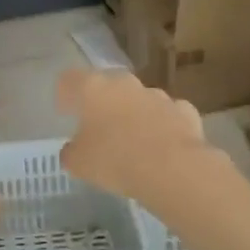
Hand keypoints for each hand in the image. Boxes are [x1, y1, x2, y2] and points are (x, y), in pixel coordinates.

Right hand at [56, 69, 205, 199]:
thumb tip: (72, 150)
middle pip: (107, 86)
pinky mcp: (184, 111)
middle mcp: (124, 84)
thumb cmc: (115, 160)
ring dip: (132, 114)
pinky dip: (162, 125)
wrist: (173, 169)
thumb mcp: (79, 163)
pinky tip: (162, 146)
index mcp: (93, 88)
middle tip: (98, 128)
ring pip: (138, 99)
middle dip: (102, 103)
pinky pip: (167, 114)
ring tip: (132, 141)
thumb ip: (71, 152)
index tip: (65, 112)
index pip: (69, 80)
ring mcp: (157, 95)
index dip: (65, 94)